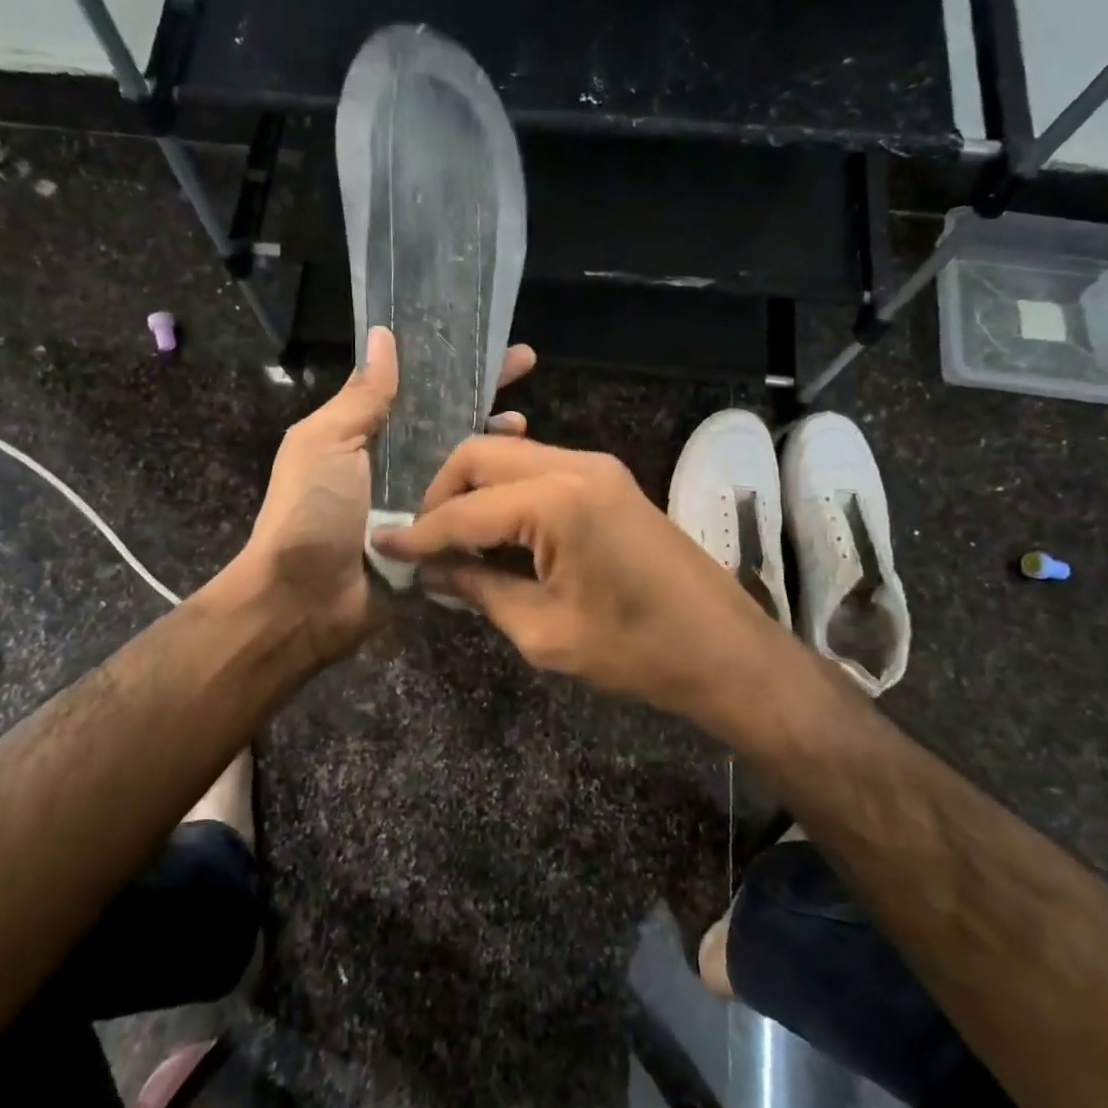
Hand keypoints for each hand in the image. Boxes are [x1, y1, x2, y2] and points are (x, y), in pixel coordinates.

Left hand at [239, 331, 536, 662]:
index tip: (483, 338)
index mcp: (362, 432)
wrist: (304, 602)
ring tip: (523, 424)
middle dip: (480, 391)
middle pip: (444, 418)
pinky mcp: (435, 537)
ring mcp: (416, 500)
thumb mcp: (327, 443)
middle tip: (525, 365)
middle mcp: (392, 461)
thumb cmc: (310, 513)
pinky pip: (467, 506)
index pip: (412, 384)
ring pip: (463, 460)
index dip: (445, 361)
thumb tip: (383, 335)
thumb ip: (361, 396)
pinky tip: (519, 474)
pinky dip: (491, 489)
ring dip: (492, 438)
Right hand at [372, 436, 783, 726]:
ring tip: (455, 542)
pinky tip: (497, 533)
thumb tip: (432, 572)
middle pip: (481, 457)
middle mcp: (575, 465)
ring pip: (509, 457)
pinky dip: (508, 495)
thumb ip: (480, 590)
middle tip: (425, 544)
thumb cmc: (636, 651)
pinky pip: (539, 471)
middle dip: (442, 495)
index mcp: (557, 500)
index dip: (420, 533)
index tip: (382, 547)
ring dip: (474, 492)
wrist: (725, 650)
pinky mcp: (609, 479)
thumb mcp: (544, 631)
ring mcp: (597, 466)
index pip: (465, 511)